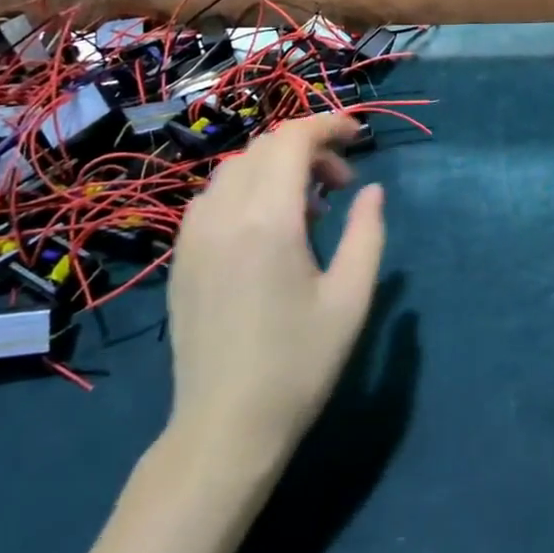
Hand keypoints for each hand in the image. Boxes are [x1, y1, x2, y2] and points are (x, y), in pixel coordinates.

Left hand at [162, 114, 385, 464]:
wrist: (225, 427)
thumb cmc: (299, 363)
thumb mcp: (351, 297)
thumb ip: (366, 233)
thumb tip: (371, 190)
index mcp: (267, 221)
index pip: (292, 140)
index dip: (329, 125)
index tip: (360, 137)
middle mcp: (223, 215)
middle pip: (265, 147)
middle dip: (309, 148)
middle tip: (342, 185)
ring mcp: (194, 235)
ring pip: (236, 168)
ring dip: (277, 167)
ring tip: (309, 209)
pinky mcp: (182, 256)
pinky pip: (214, 196)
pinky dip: (248, 189)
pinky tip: (269, 228)